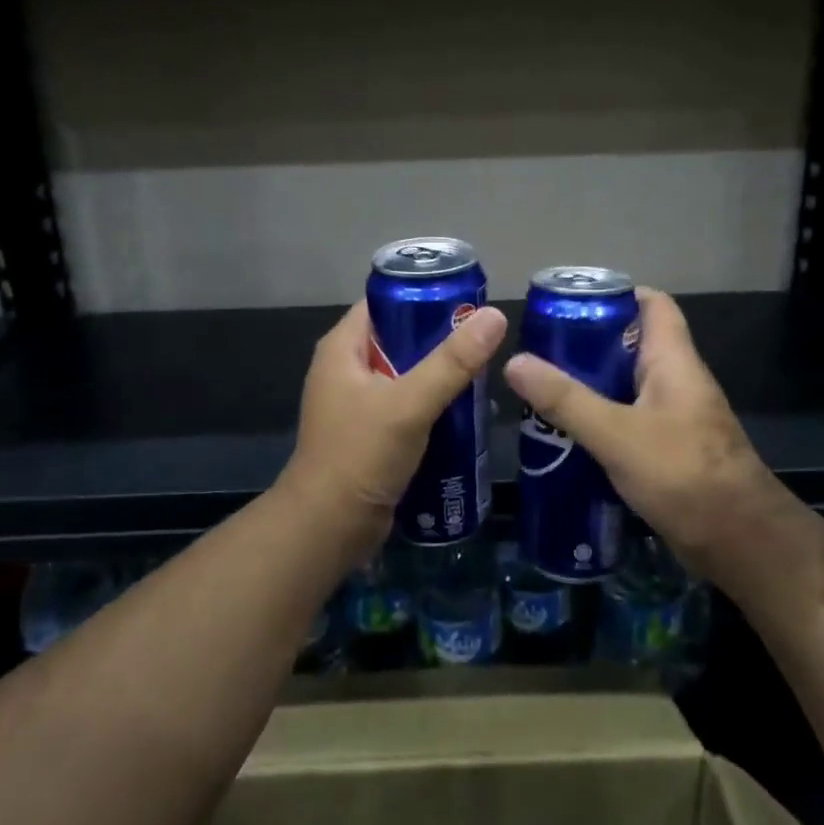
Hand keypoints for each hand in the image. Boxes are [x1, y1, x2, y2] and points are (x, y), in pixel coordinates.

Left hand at [283, 299, 508, 544]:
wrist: (328, 528)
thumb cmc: (360, 455)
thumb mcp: (409, 403)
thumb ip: (452, 361)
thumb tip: (495, 315)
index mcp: (342, 348)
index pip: (385, 302)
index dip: (423, 295)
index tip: (468, 300)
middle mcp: (346, 369)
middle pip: (400, 338)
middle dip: (440, 338)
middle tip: (485, 339)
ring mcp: (357, 403)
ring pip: (407, 374)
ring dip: (440, 374)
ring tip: (484, 372)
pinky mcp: (370, 433)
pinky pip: (407, 405)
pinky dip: (433, 404)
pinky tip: (467, 409)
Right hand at [503, 288, 774, 576]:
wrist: (741, 543)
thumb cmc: (684, 475)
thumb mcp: (617, 434)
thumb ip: (566, 400)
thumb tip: (516, 361)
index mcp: (673, 360)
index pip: (653, 304)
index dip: (616, 294)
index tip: (570, 303)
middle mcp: (677, 381)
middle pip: (631, 344)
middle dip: (587, 345)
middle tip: (542, 352)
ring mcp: (675, 417)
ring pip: (627, 386)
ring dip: (590, 386)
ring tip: (542, 391)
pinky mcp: (669, 450)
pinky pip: (629, 420)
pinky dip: (600, 421)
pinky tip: (567, 435)